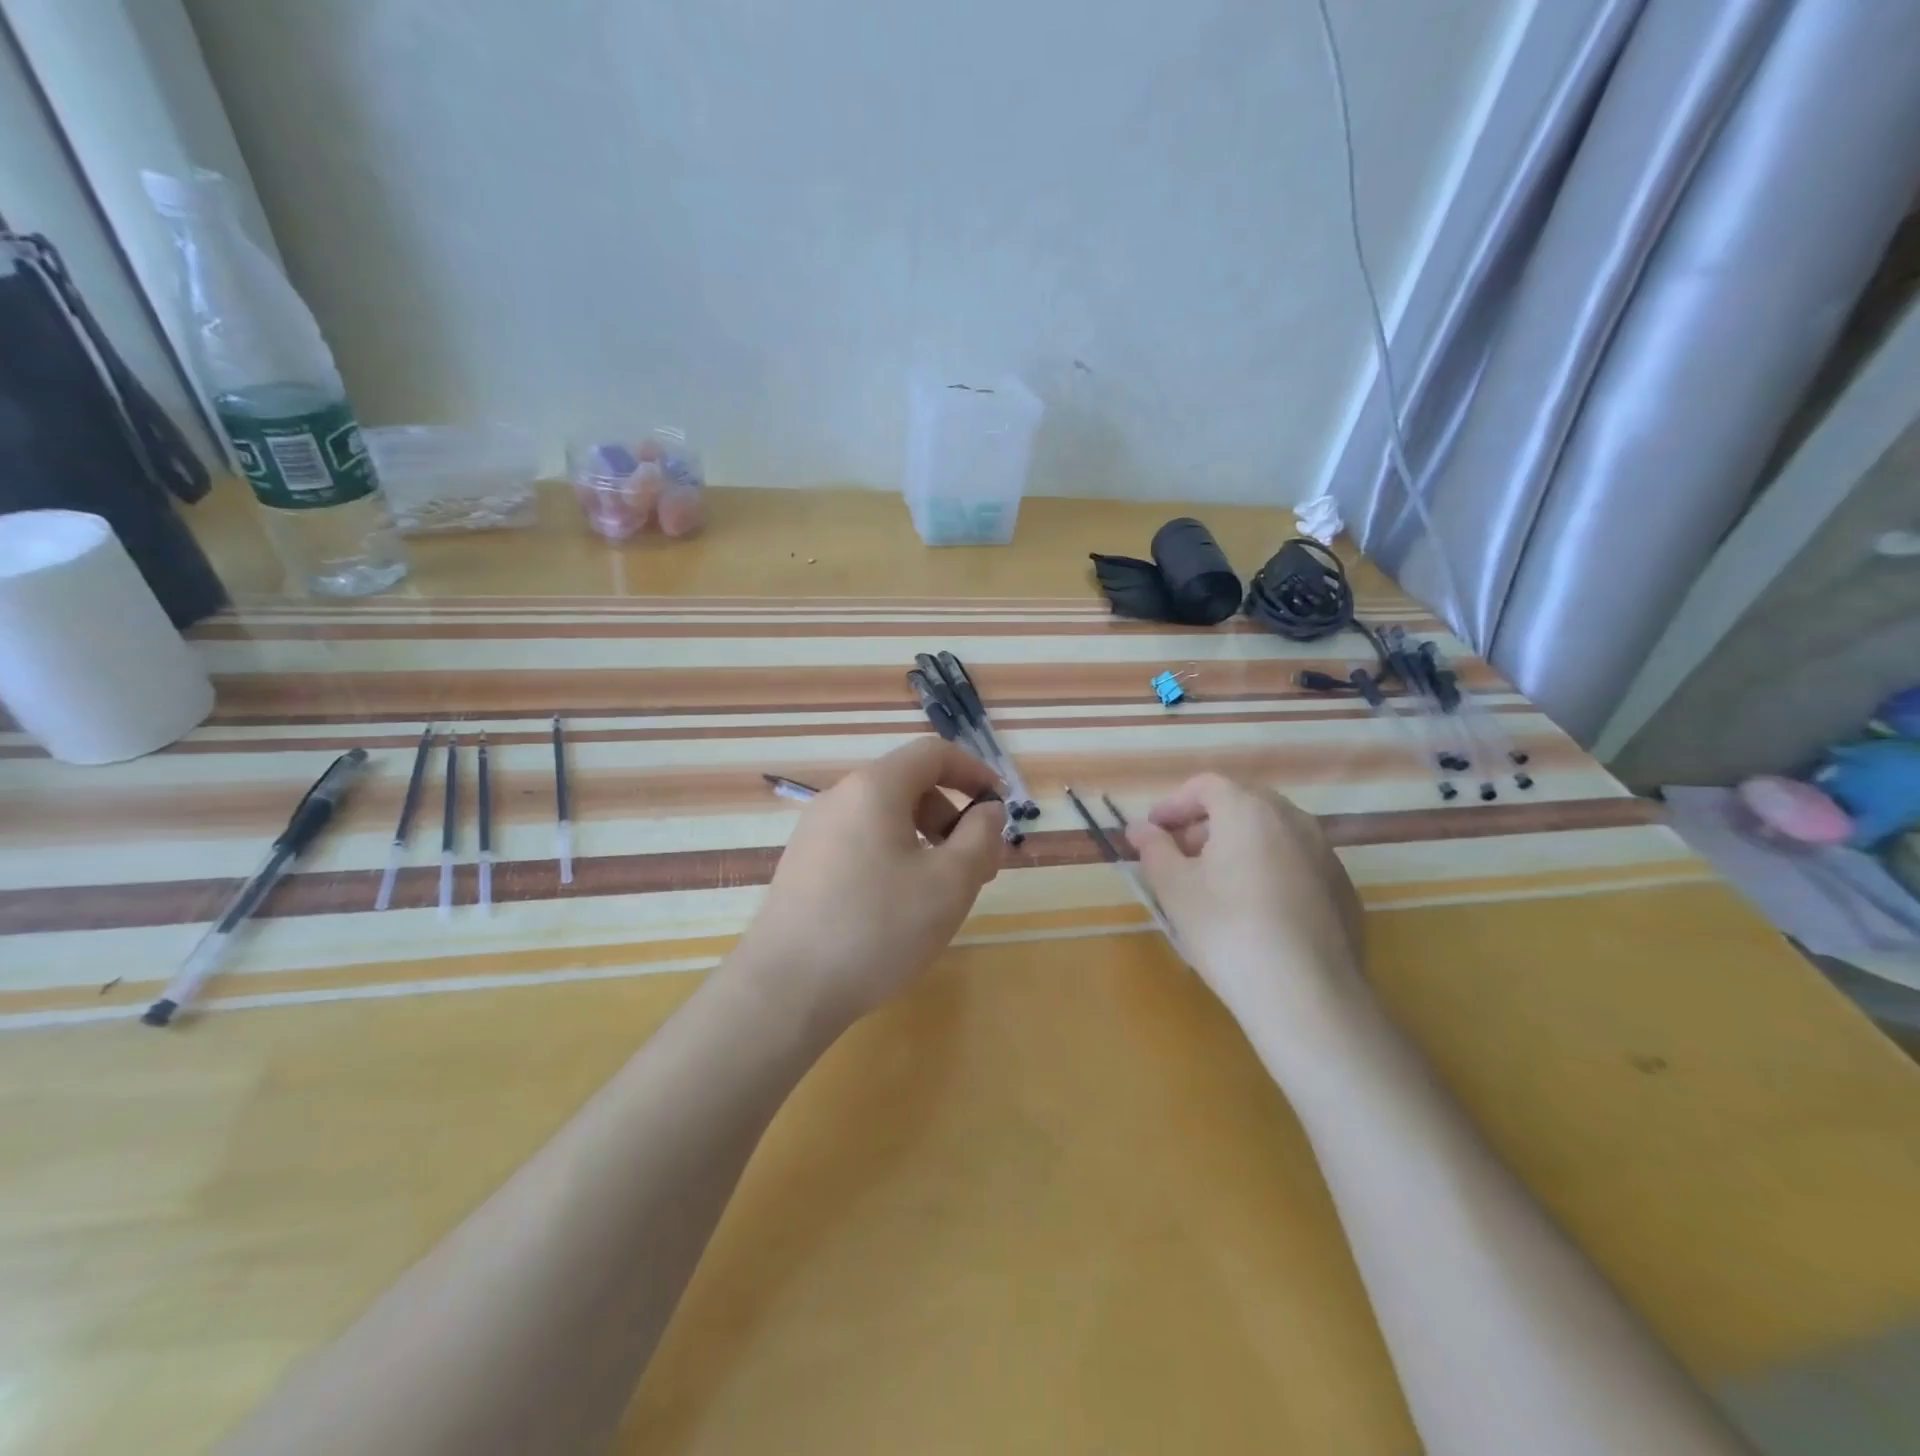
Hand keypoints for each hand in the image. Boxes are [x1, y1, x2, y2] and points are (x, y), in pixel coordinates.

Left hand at [730, 739, 1007, 1029]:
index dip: (974, 771)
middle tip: (978, 868)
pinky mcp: (804, 865)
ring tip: (943, 893)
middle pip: (910, 786)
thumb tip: (988, 809)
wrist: (786, 989)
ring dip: (926, 841)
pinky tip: (900, 906)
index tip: (1000, 807)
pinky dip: (895, 857)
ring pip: (886, 818)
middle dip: (952, 818)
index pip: (932, 753)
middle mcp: (839, 798)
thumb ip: (980, 836)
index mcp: (874, 788)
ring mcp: (815, 831)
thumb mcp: (949, 883)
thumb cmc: (877, 928)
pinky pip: (862, 842)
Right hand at [1128, 773, 1364, 1026]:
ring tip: (1214, 883)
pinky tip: (1255, 910)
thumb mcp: (1174, 888)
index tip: (1152, 831)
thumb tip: (1140, 829)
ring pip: (1272, 834)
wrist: (1306, 995)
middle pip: (1242, 804)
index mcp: (1249, 809)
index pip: (1206, 785)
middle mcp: (1293, 820)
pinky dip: (1269, 870)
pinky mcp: (1343, 890)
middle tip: (1179, 854)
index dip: (1173, 804)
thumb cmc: (1227, 928)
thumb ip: (1154, 849)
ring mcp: (1326, 854)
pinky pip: (1296, 863)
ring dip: (1238, 845)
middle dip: (1205, 823)